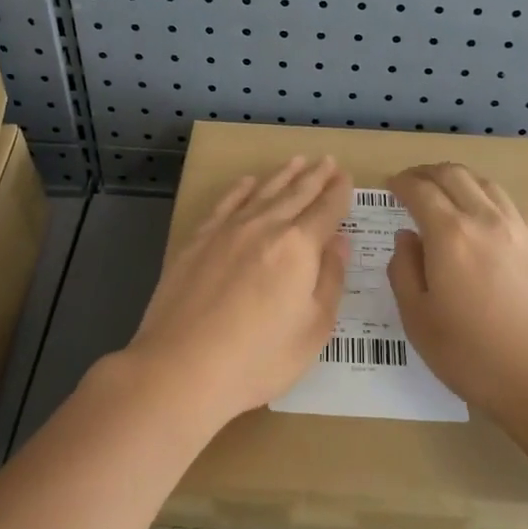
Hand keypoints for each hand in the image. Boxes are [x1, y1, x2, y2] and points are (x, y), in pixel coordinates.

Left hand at [124, 157, 351, 428]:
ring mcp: (227, 230)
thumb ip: (330, 280)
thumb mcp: (313, 330)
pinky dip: (240, 189)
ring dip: (283, 175)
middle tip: (327, 161)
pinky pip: (225, 204)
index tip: (345, 177)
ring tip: (297, 160)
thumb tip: (340, 242)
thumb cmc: (258, 359)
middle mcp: (265, 227)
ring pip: (262, 192)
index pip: (326, 210)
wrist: (182, 368)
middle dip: (315, 177)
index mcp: (299, 247)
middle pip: (296, 194)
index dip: (339, 193)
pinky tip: (247, 182)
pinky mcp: (198, 240)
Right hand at [387, 163, 527, 429]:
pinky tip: (488, 219)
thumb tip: (406, 238)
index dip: (402, 183)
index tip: (391, 185)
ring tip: (448, 192)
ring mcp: (522, 230)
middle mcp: (487, 220)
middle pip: (455, 175)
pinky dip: (490, 199)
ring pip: (487, 184)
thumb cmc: (476, 358)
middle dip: (428, 172)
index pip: (420, 190)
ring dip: (461, 180)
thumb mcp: (420, 322)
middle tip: (413, 181)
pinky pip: (512, 206)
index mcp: (450, 236)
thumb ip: (404, 272)